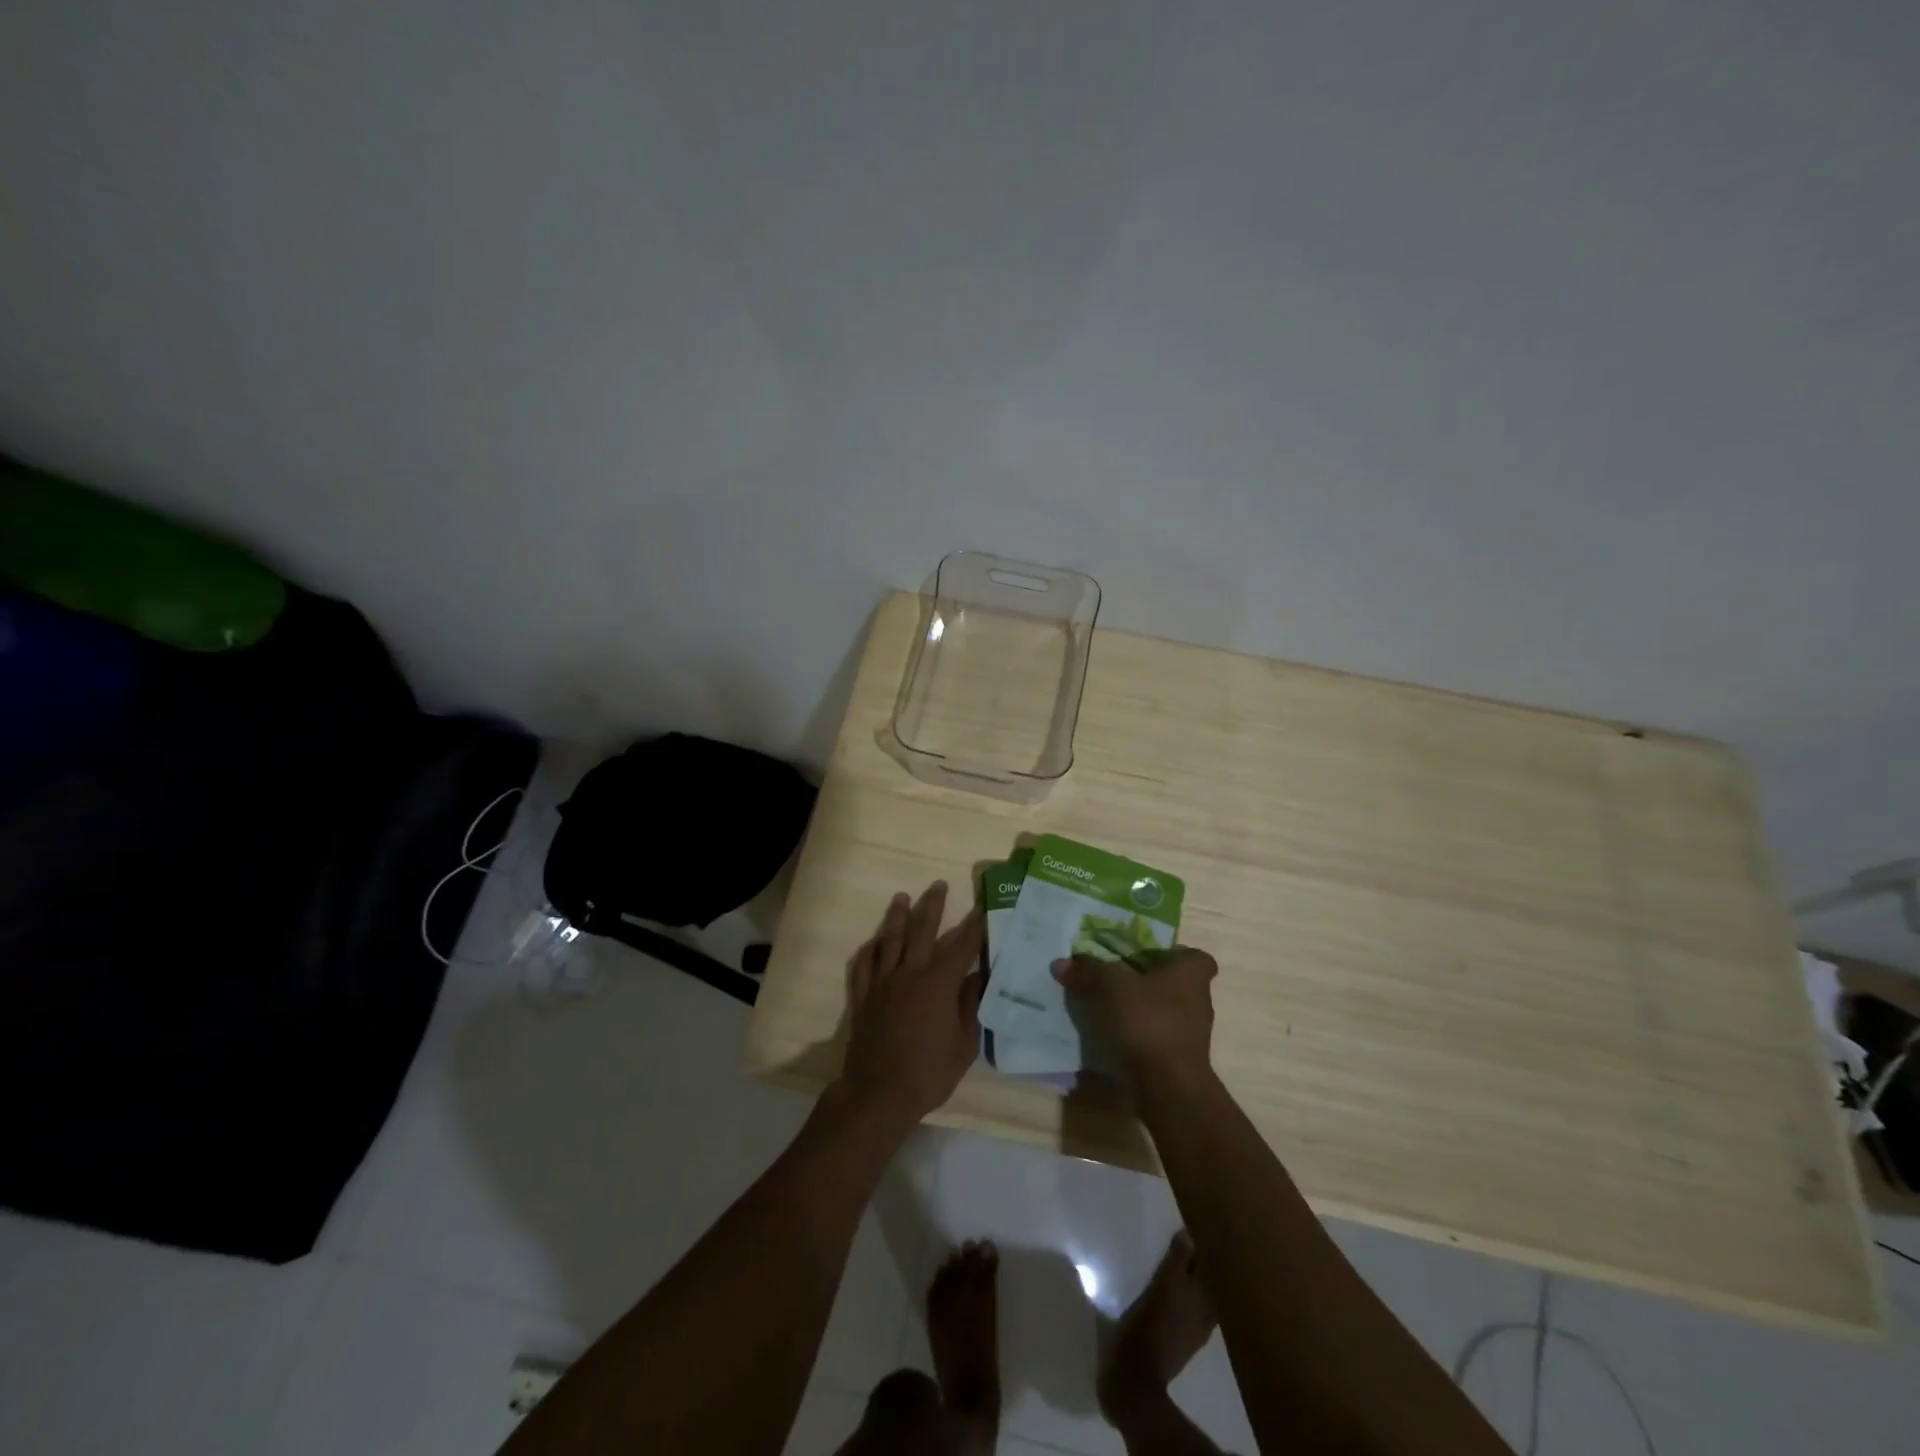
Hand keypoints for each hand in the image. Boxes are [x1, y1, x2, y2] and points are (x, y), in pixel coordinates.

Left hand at [837, 881, 984, 1128]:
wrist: (878, 1094)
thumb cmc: (928, 1073)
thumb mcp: (964, 1045)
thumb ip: (970, 1007)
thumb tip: (977, 978)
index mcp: (938, 984)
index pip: (961, 946)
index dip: (973, 926)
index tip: (981, 907)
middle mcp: (909, 974)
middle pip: (921, 931)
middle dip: (932, 906)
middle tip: (938, 885)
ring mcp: (882, 983)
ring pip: (889, 940)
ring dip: (896, 916)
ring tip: (902, 897)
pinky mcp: (862, 997)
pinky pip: (864, 965)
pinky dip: (869, 950)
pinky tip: (874, 941)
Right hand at [1051, 946, 1217, 1087]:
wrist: (1168, 1087)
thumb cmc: (1149, 1022)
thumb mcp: (1111, 986)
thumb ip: (1089, 971)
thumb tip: (1061, 963)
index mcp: (1191, 974)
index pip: (1197, 957)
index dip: (1175, 954)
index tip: (1149, 956)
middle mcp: (1199, 1001)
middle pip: (1177, 983)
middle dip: (1151, 981)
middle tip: (1118, 978)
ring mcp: (1192, 1034)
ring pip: (1167, 1011)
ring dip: (1144, 1009)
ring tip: (1110, 1008)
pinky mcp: (1181, 1059)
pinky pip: (1158, 1037)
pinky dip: (1141, 1035)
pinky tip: (1115, 1036)